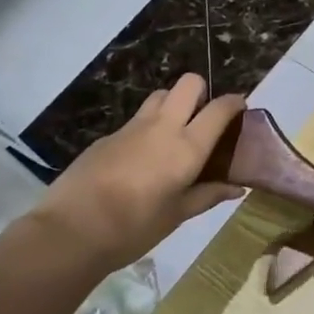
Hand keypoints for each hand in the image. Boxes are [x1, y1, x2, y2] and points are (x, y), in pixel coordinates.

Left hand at [30, 75, 246, 272]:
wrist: (72, 230)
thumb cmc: (134, 228)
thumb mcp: (177, 215)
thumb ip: (208, 195)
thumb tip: (236, 188)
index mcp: (187, 147)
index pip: (218, 109)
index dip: (234, 103)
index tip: (240, 108)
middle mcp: (162, 127)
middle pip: (188, 83)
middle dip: (202, 91)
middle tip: (203, 118)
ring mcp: (131, 127)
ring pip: (160, 95)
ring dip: (173, 103)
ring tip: (174, 132)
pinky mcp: (108, 136)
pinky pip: (136, 119)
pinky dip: (147, 126)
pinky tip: (142, 157)